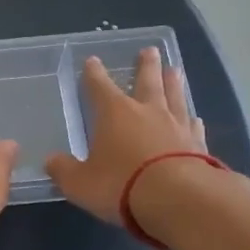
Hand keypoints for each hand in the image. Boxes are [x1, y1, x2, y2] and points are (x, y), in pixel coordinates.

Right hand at [45, 48, 206, 225]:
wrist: (179, 199)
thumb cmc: (121, 185)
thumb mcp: (80, 183)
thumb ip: (64, 170)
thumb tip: (51, 161)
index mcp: (114, 113)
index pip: (100, 87)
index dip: (94, 74)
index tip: (93, 60)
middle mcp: (147, 111)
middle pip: (147, 81)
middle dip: (146, 66)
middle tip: (150, 50)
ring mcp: (176, 126)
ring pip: (174, 96)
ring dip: (173, 83)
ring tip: (175, 69)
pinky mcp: (199, 145)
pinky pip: (194, 126)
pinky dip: (192, 119)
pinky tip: (195, 117)